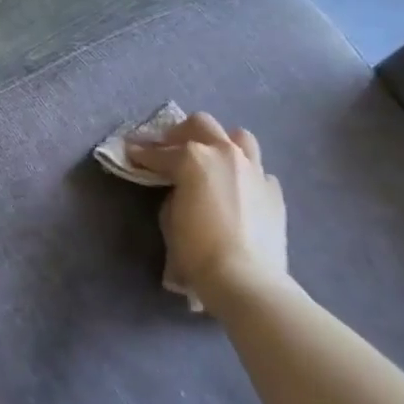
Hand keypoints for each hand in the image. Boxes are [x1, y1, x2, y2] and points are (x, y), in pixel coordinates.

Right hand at [127, 113, 290, 308]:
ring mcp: (254, 169)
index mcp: (193, 158)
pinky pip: (257, 171)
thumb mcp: (169, 218)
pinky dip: (243, 174)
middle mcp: (225, 154)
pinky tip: (235, 190)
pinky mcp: (273, 190)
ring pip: (238, 137)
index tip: (129, 152)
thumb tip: (182, 189)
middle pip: (201, 125)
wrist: (246, 278)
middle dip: (180, 134)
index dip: (140, 153)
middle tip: (168, 149)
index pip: (158, 152)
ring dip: (219, 143)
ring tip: (209, 159)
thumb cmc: (196, 250)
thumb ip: (173, 193)